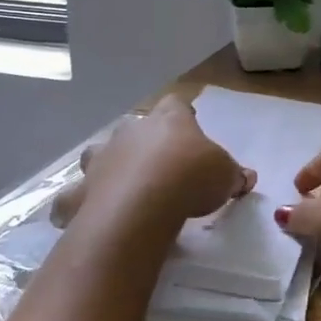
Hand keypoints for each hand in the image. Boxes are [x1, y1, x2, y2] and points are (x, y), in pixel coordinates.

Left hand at [75, 95, 254, 226]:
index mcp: (168, 120)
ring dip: (107, 166)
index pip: (176, 105)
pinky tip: (86, 216)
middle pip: (134, 128)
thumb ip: (233, 174)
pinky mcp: (79, 193)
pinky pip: (74, 197)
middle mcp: (130, 132)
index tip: (190, 127)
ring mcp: (100, 160)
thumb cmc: (190, 179)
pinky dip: (77, 205)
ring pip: (98, 155)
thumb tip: (247, 177)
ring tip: (119, 187)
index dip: (182, 115)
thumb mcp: (225, 175)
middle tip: (158, 165)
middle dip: (142, 143)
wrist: (142, 207)